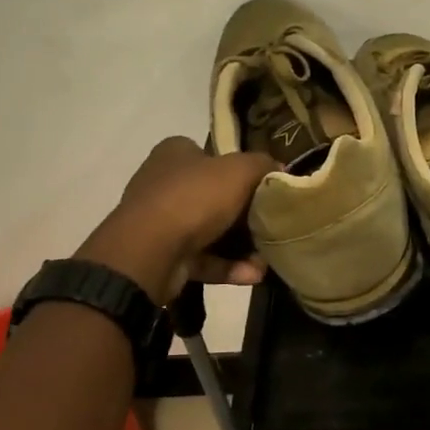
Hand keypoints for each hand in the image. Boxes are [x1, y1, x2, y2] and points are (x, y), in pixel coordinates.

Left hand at [76, 137, 278, 301]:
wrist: (150, 251)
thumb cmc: (195, 198)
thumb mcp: (239, 171)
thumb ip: (263, 165)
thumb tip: (280, 169)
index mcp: (175, 154)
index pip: (210, 154)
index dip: (238, 168)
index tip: (263, 186)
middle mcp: (163, 183)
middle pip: (213, 195)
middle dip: (244, 214)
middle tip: (271, 224)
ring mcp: (160, 222)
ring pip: (209, 231)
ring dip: (241, 246)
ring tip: (268, 258)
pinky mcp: (162, 256)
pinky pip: (202, 259)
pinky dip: (228, 266)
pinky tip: (255, 275)